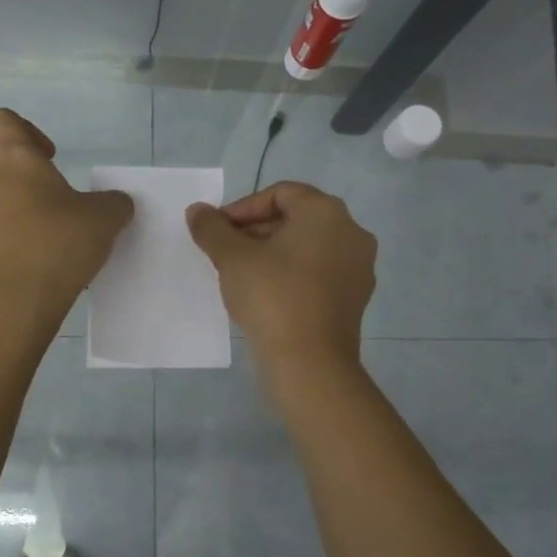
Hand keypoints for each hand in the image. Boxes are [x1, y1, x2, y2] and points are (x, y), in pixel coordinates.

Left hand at [0, 109, 133, 318]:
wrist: (16, 301)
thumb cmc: (58, 243)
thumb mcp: (105, 218)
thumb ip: (113, 202)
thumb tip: (114, 203)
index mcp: (13, 160)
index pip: (4, 121)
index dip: (27, 130)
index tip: (51, 156)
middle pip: (6, 169)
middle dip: (34, 185)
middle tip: (64, 211)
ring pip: (0, 204)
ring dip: (24, 215)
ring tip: (54, 243)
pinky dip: (15, 242)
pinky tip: (41, 265)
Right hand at [186, 180, 376, 366]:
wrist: (310, 362)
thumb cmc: (272, 297)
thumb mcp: (232, 258)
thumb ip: (212, 228)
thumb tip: (197, 210)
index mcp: (326, 212)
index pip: (280, 193)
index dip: (242, 208)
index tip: (217, 231)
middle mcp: (351, 231)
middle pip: (296, 218)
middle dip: (256, 231)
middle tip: (225, 252)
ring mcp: (358, 267)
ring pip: (307, 247)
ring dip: (272, 253)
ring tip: (241, 274)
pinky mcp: (356, 298)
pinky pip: (319, 273)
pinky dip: (292, 274)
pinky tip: (266, 295)